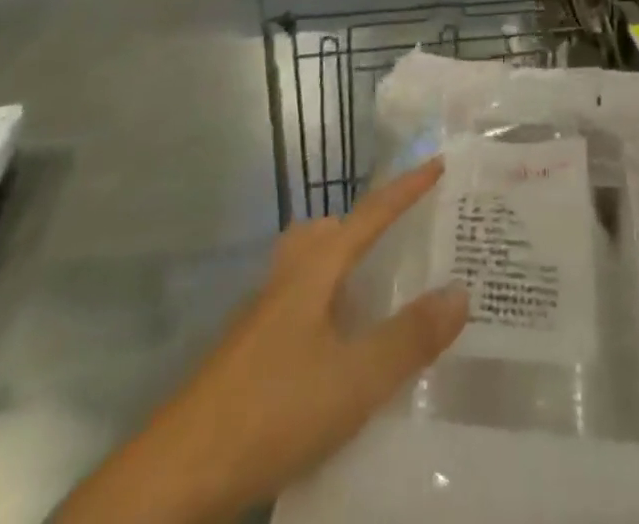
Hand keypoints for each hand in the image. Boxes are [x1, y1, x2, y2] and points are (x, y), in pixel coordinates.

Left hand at [57, 161, 466, 523]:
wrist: (177, 475)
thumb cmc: (272, 410)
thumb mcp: (354, 380)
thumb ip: (409, 337)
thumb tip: (461, 290)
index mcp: (315, 270)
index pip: (370, 215)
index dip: (406, 189)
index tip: (437, 163)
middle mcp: (287, 281)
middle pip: (328, 233)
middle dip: (364, 226)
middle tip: (400, 238)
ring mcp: (261, 317)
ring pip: (308, 270)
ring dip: (343, 268)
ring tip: (376, 295)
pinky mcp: (248, 354)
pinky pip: (298, 307)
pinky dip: (326, 309)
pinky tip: (338, 352)